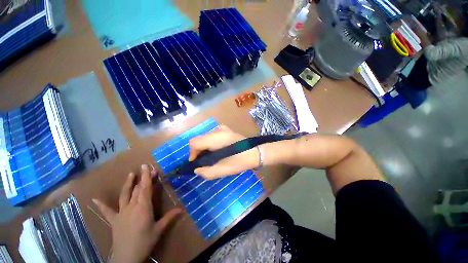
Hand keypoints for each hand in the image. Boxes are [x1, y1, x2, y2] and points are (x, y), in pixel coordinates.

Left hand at [93, 165, 180, 262]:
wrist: (126, 258)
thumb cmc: (145, 242)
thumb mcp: (159, 230)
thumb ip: (170, 217)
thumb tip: (182, 209)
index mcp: (143, 207)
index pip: (145, 188)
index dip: (147, 177)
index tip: (147, 166)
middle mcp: (132, 207)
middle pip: (137, 189)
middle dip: (143, 178)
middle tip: (147, 169)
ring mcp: (121, 213)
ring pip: (124, 195)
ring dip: (128, 184)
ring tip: (131, 174)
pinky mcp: (114, 220)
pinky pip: (107, 211)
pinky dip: (101, 205)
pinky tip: (94, 199)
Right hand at [188, 125, 259, 179]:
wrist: (255, 153)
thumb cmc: (240, 161)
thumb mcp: (223, 170)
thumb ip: (207, 172)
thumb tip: (197, 169)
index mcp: (216, 138)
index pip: (194, 142)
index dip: (192, 153)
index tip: (196, 163)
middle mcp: (217, 130)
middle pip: (199, 139)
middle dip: (198, 151)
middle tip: (203, 162)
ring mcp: (222, 128)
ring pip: (205, 137)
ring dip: (204, 147)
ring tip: (210, 157)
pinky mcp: (226, 130)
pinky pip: (212, 136)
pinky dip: (210, 144)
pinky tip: (216, 151)